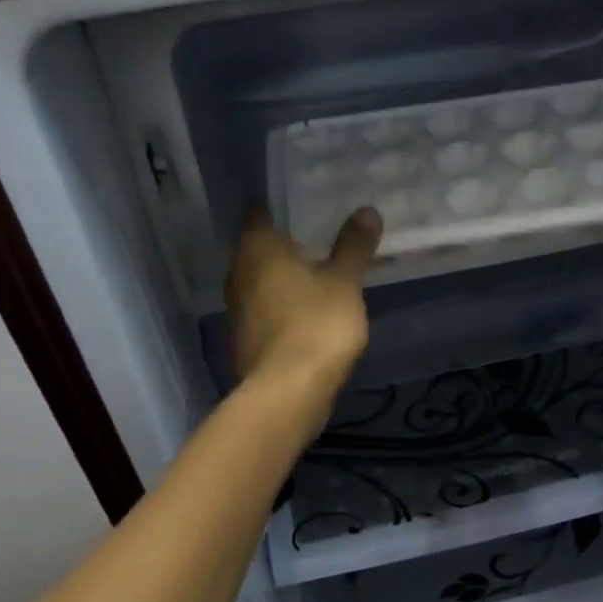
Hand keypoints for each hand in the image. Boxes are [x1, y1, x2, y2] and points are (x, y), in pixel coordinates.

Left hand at [225, 206, 380, 393]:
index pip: (259, 213)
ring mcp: (236, 311)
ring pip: (258, 285)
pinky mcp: (243, 342)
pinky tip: (304, 318)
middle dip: (283, 248)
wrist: (288, 391)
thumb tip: (367, 211)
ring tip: (314, 281)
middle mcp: (237, 274)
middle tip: (317, 244)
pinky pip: (262, 314)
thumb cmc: (317, 324)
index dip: (280, 210)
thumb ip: (354, 247)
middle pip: (257, 250)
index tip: (306, 211)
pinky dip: (279, 311)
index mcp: (256, 248)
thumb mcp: (345, 283)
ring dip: (281, 283)